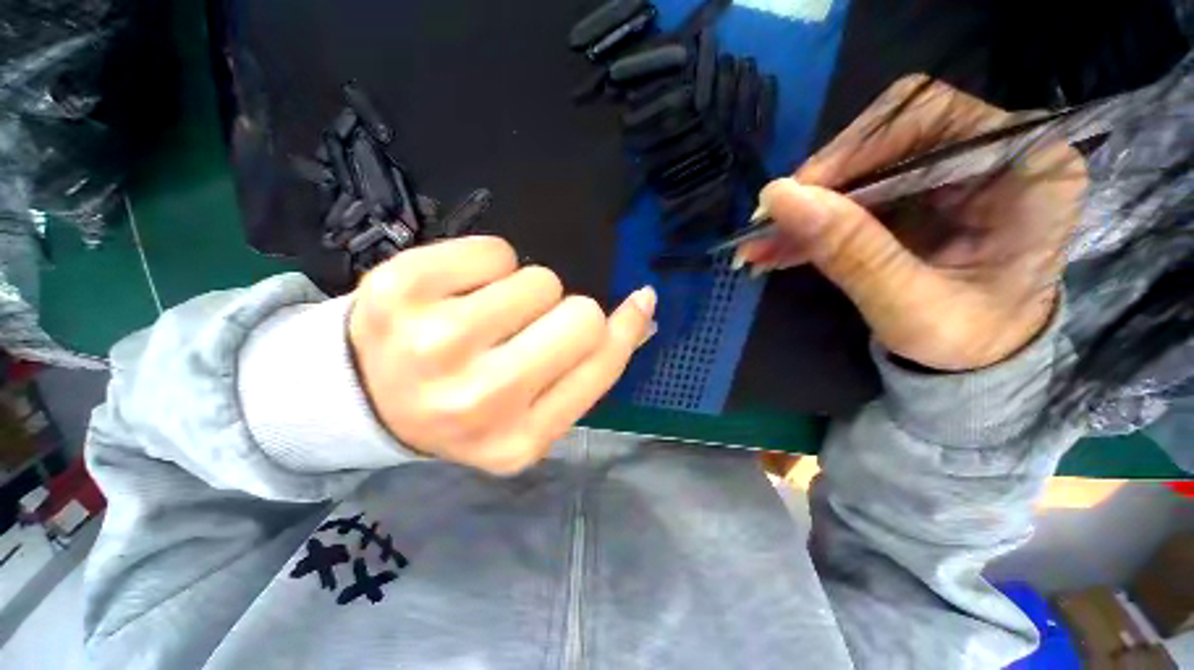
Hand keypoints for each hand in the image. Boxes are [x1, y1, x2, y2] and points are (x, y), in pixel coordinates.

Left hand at [349, 236, 655, 474]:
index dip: (626, 326)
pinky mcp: (400, 288)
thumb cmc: (465, 403)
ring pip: (539, 280)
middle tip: (526, 328)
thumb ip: (590, 365)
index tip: (638, 301)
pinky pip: (494, 250)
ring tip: (484, 317)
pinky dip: (488, 264)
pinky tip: (456, 294)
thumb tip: (642, 309)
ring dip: (524, 292)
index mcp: (519, 439)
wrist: (366, 395)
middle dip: (565, 311)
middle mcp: (479, 399)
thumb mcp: (532, 408)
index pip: (602, 363)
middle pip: (580, 315)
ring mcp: (434, 343)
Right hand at [739, 75, 1086, 370]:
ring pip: (861, 169)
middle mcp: (993, 153)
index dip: (852, 148)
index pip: (927, 116)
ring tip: (759, 245)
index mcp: (1026, 168)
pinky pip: (855, 196)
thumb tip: (779, 198)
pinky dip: (813, 223)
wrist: (977, 362)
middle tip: (767, 225)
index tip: (794, 196)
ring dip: (806, 210)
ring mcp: (952, 172)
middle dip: (820, 185)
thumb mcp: (909, 306)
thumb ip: (850, 251)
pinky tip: (777, 248)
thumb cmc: (966, 342)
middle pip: (885, 137)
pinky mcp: (918, 195)